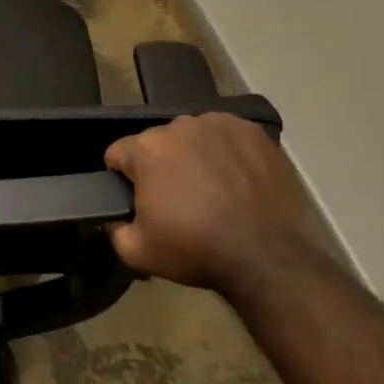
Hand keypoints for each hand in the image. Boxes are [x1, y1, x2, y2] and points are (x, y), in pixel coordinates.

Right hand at [105, 113, 323, 293]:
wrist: (269, 258)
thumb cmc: (197, 251)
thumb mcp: (137, 251)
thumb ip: (114, 227)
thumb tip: (115, 216)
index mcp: (147, 148)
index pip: (118, 153)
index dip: (123, 179)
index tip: (139, 201)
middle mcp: (180, 125)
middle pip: (157, 143)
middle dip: (161, 166)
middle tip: (178, 201)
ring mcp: (220, 125)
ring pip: (193, 137)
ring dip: (194, 157)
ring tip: (212, 191)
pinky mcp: (254, 132)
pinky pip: (227, 138)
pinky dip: (227, 154)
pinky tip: (238, 181)